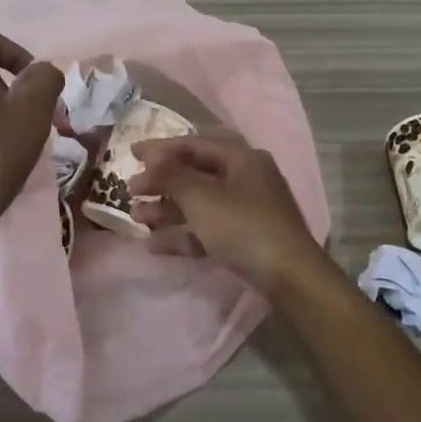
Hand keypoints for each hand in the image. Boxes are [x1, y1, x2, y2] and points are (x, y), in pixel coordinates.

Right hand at [129, 132, 325, 296]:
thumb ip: (172, 175)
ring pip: (200, 203)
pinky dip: (184, 234)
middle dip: (162, 183)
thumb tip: (152, 157)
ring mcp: (247, 210)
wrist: (289, 278)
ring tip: (137, 220)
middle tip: (131, 192)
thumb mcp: (202, 198)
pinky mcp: (246, 238)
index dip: (161, 148)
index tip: (131, 154)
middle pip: (196, 174)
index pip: (195, 144)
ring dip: (168, 210)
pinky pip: (208, 228)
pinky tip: (155, 246)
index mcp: (242, 159)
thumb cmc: (243, 227)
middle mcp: (246, 178)